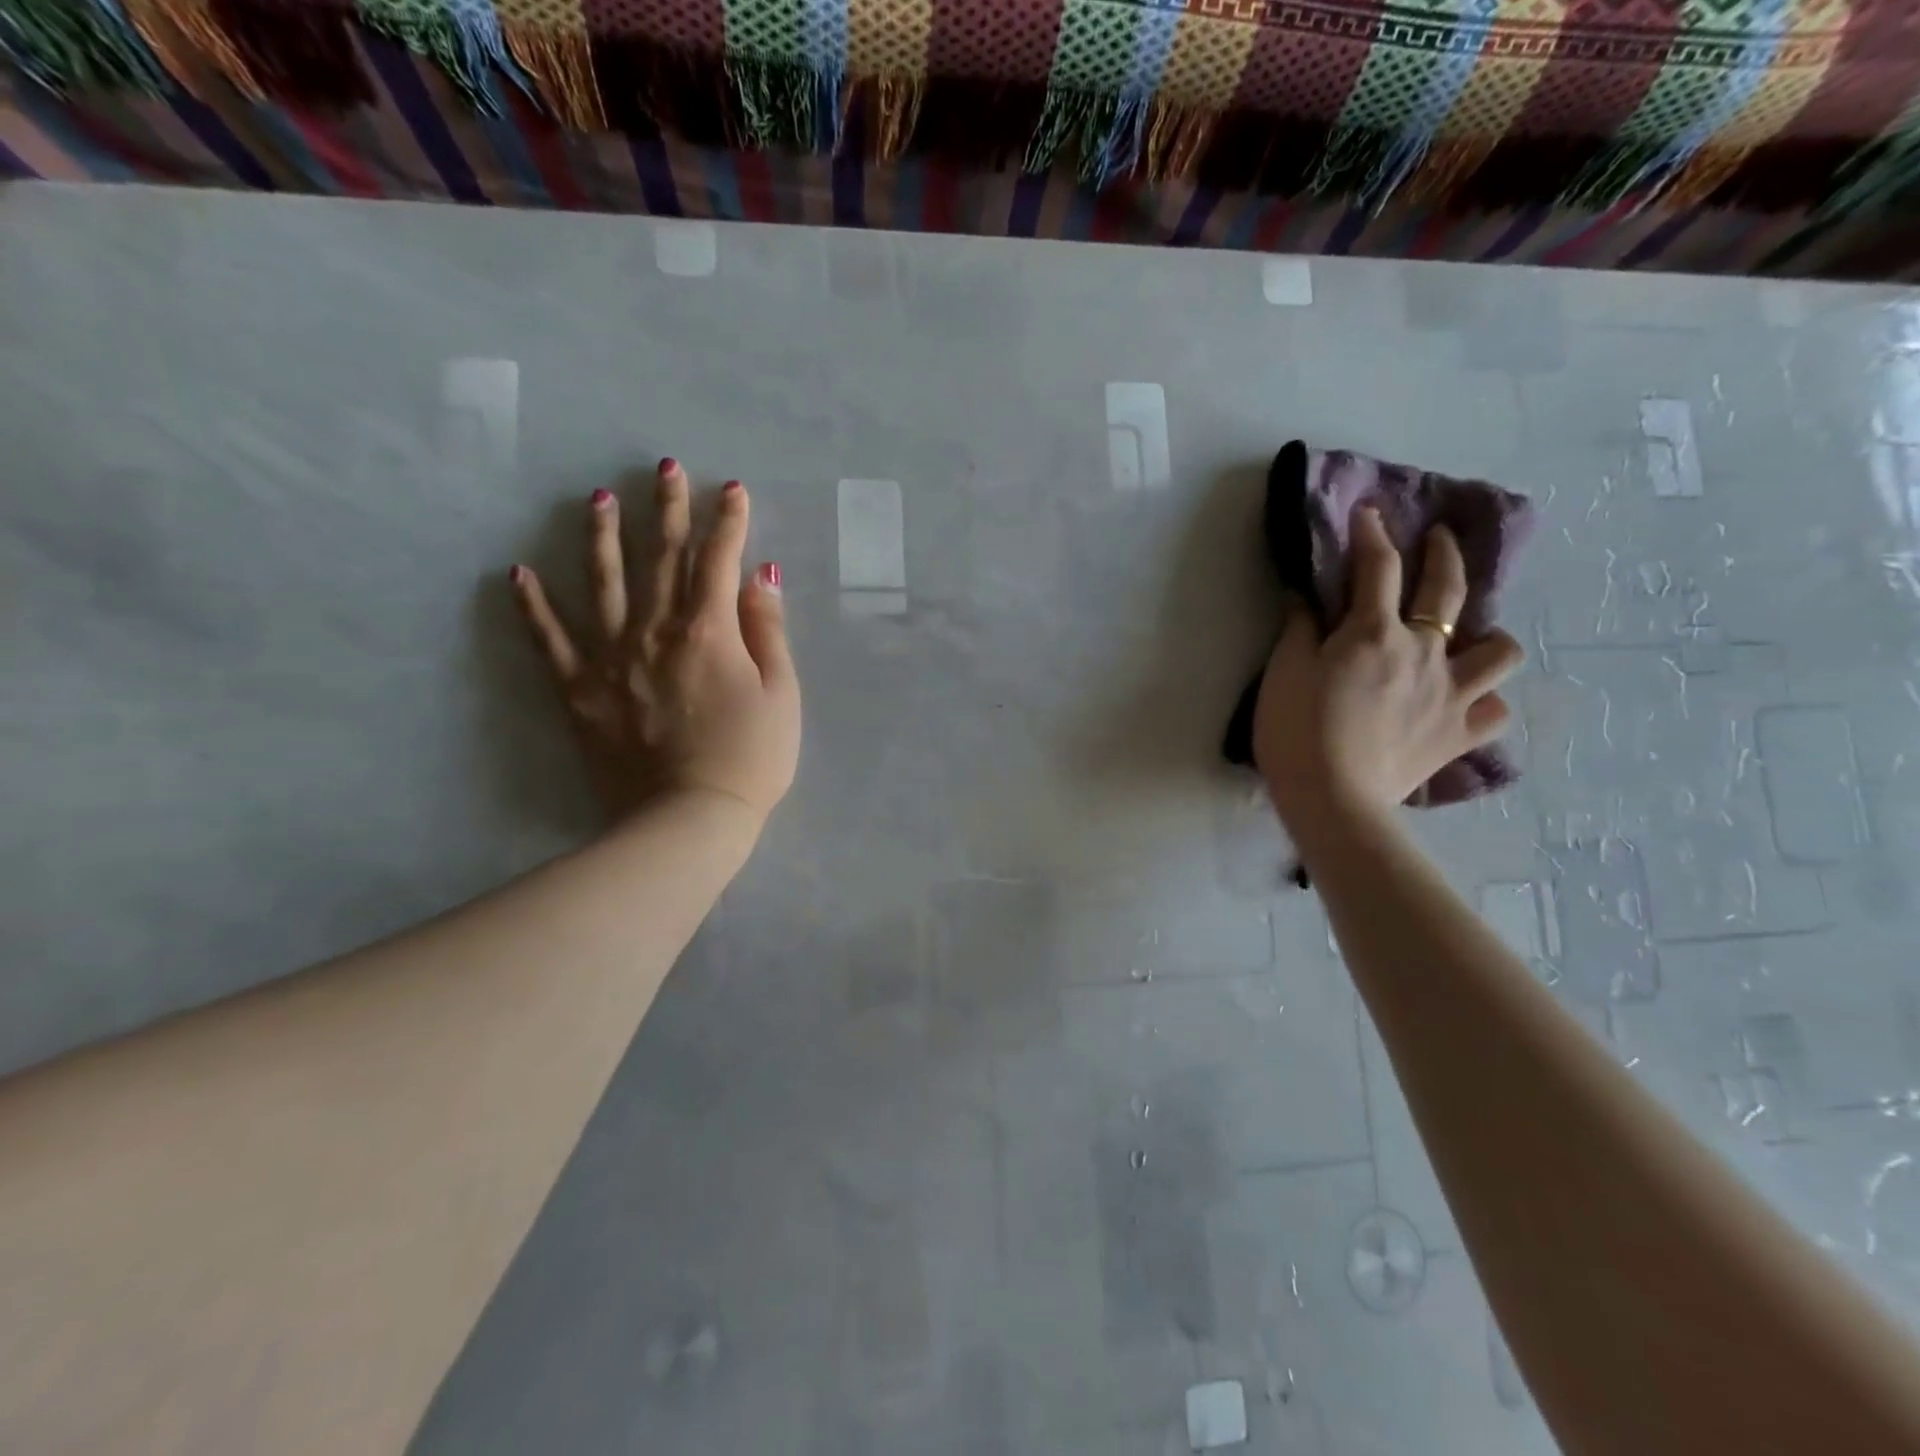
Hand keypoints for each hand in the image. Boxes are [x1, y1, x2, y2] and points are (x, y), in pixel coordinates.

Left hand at [509, 460, 800, 826]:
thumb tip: (760, 575)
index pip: (718, 560)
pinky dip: (533, 607)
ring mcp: (610, 658)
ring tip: (597, 498)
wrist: (688, 819)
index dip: (727, 520)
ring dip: (602, 537)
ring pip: (603, 583)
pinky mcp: (579, 691)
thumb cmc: (751, 758)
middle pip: (661, 557)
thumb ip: (768, 631)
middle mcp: (655, 631)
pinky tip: (518, 573)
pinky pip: (550, 641)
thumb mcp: (781, 694)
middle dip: (667, 509)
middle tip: (665, 468)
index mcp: (708, 631)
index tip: (731, 488)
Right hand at [1253, 506, 1522, 831]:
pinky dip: (1483, 701)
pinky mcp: (1459, 735)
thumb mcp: (1283, 673)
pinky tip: (1464, 703)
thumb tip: (1306, 596)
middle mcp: (1424, 653)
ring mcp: (1452, 694)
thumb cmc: (1296, 732)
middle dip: (1443, 553)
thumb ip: (1299, 629)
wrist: (1332, 799)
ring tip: (1467, 640)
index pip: (1378, 567)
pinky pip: (1494, 710)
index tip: (1369, 514)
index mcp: (1374, 633)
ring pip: (1498, 650)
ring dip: (1486, 637)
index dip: (1372, 534)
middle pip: (1447, 589)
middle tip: (1439, 537)